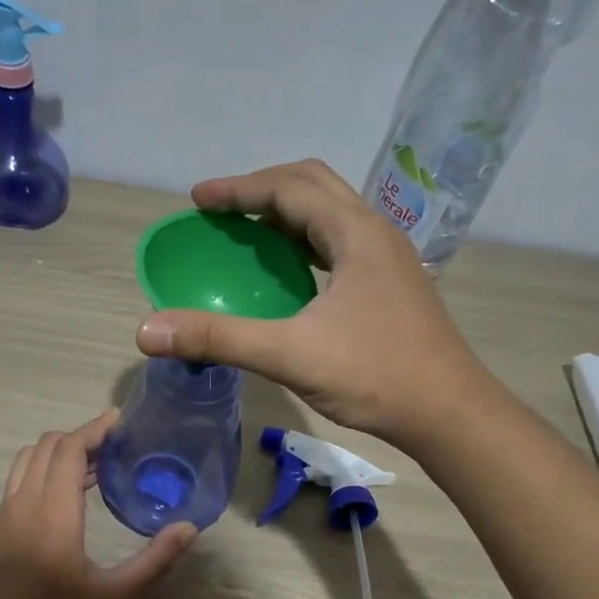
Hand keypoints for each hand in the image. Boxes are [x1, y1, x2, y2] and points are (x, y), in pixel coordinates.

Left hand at [0, 411, 196, 598]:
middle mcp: (22, 504)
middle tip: (112, 448)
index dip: (94, 430)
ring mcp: (2, 516)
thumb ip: (155, 560)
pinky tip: (63, 498)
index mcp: (53, 514)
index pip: (69, 450)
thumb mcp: (114, 597)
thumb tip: (189, 528)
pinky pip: (17, 482)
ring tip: (91, 468)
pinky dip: (40, 472)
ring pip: (26, 461)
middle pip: (46, 447)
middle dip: (79, 438)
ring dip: (57, 454)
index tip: (118, 420)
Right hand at [135, 160, 490, 448]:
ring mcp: (389, 259)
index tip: (198, 200)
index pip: (289, 189)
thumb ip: (219, 338)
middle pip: (314, 186)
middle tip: (221, 211)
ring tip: (248, 234)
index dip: (239, 189)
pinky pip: (341, 244)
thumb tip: (148, 330)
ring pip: (331, 214)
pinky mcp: (392, 284)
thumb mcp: (290, 354)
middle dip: (263, 190)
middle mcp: (376, 233)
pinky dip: (306, 243)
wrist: (449, 412)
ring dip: (287, 215)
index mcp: (355, 234)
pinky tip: (291, 274)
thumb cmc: (375, 376)